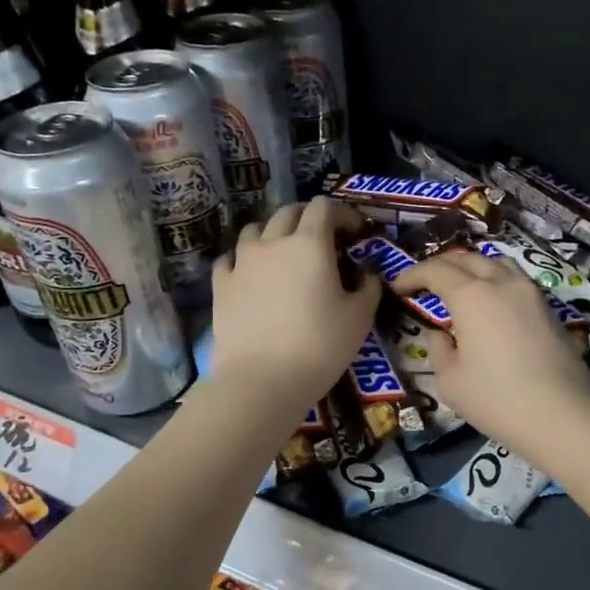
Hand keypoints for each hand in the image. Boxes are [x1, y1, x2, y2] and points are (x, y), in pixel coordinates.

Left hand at [210, 198, 379, 415]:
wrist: (261, 381)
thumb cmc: (319, 347)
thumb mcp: (360, 319)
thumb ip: (368, 288)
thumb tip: (367, 274)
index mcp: (310, 244)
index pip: (324, 207)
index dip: (342, 213)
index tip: (356, 231)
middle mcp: (273, 243)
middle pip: (289, 212)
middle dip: (309, 217)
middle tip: (324, 238)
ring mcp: (241, 262)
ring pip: (255, 229)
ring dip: (274, 232)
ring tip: (284, 251)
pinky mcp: (220, 285)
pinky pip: (230, 258)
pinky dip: (244, 257)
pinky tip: (251, 272)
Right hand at [391, 250, 589, 459]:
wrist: (562, 415)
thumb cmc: (497, 399)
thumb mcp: (450, 381)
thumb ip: (438, 350)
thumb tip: (441, 335)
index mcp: (471, 295)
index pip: (435, 270)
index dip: (412, 275)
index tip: (398, 288)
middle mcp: (502, 283)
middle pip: (467, 259)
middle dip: (441, 267)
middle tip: (425, 284)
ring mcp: (530, 292)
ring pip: (496, 263)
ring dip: (472, 267)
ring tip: (459, 286)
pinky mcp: (548, 308)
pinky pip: (515, 280)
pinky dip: (495, 280)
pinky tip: (490, 303)